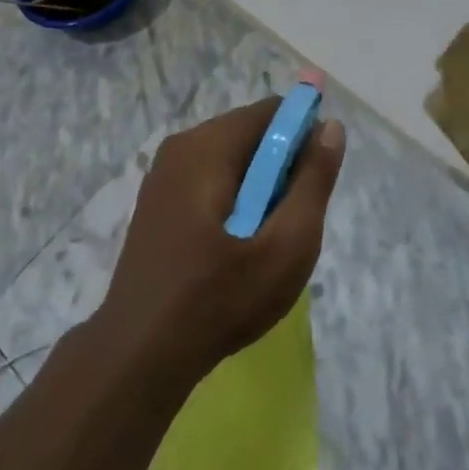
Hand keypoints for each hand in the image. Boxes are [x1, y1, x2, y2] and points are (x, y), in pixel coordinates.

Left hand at [94, 97, 345, 386]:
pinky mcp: (156, 202)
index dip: (303, 138)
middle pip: (250, 134)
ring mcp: (163, 174)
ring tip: (261, 244)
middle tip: (288, 225)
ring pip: (231, 160)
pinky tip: (232, 251)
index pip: (272, 111)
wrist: (138, 358)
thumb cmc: (218, 299)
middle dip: (280, 169)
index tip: (313, 185)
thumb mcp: (285, 246)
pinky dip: (231, 202)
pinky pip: (208, 180)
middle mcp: (182, 146)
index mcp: (208, 145)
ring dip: (257, 189)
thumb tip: (330, 126)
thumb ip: (313, 182)